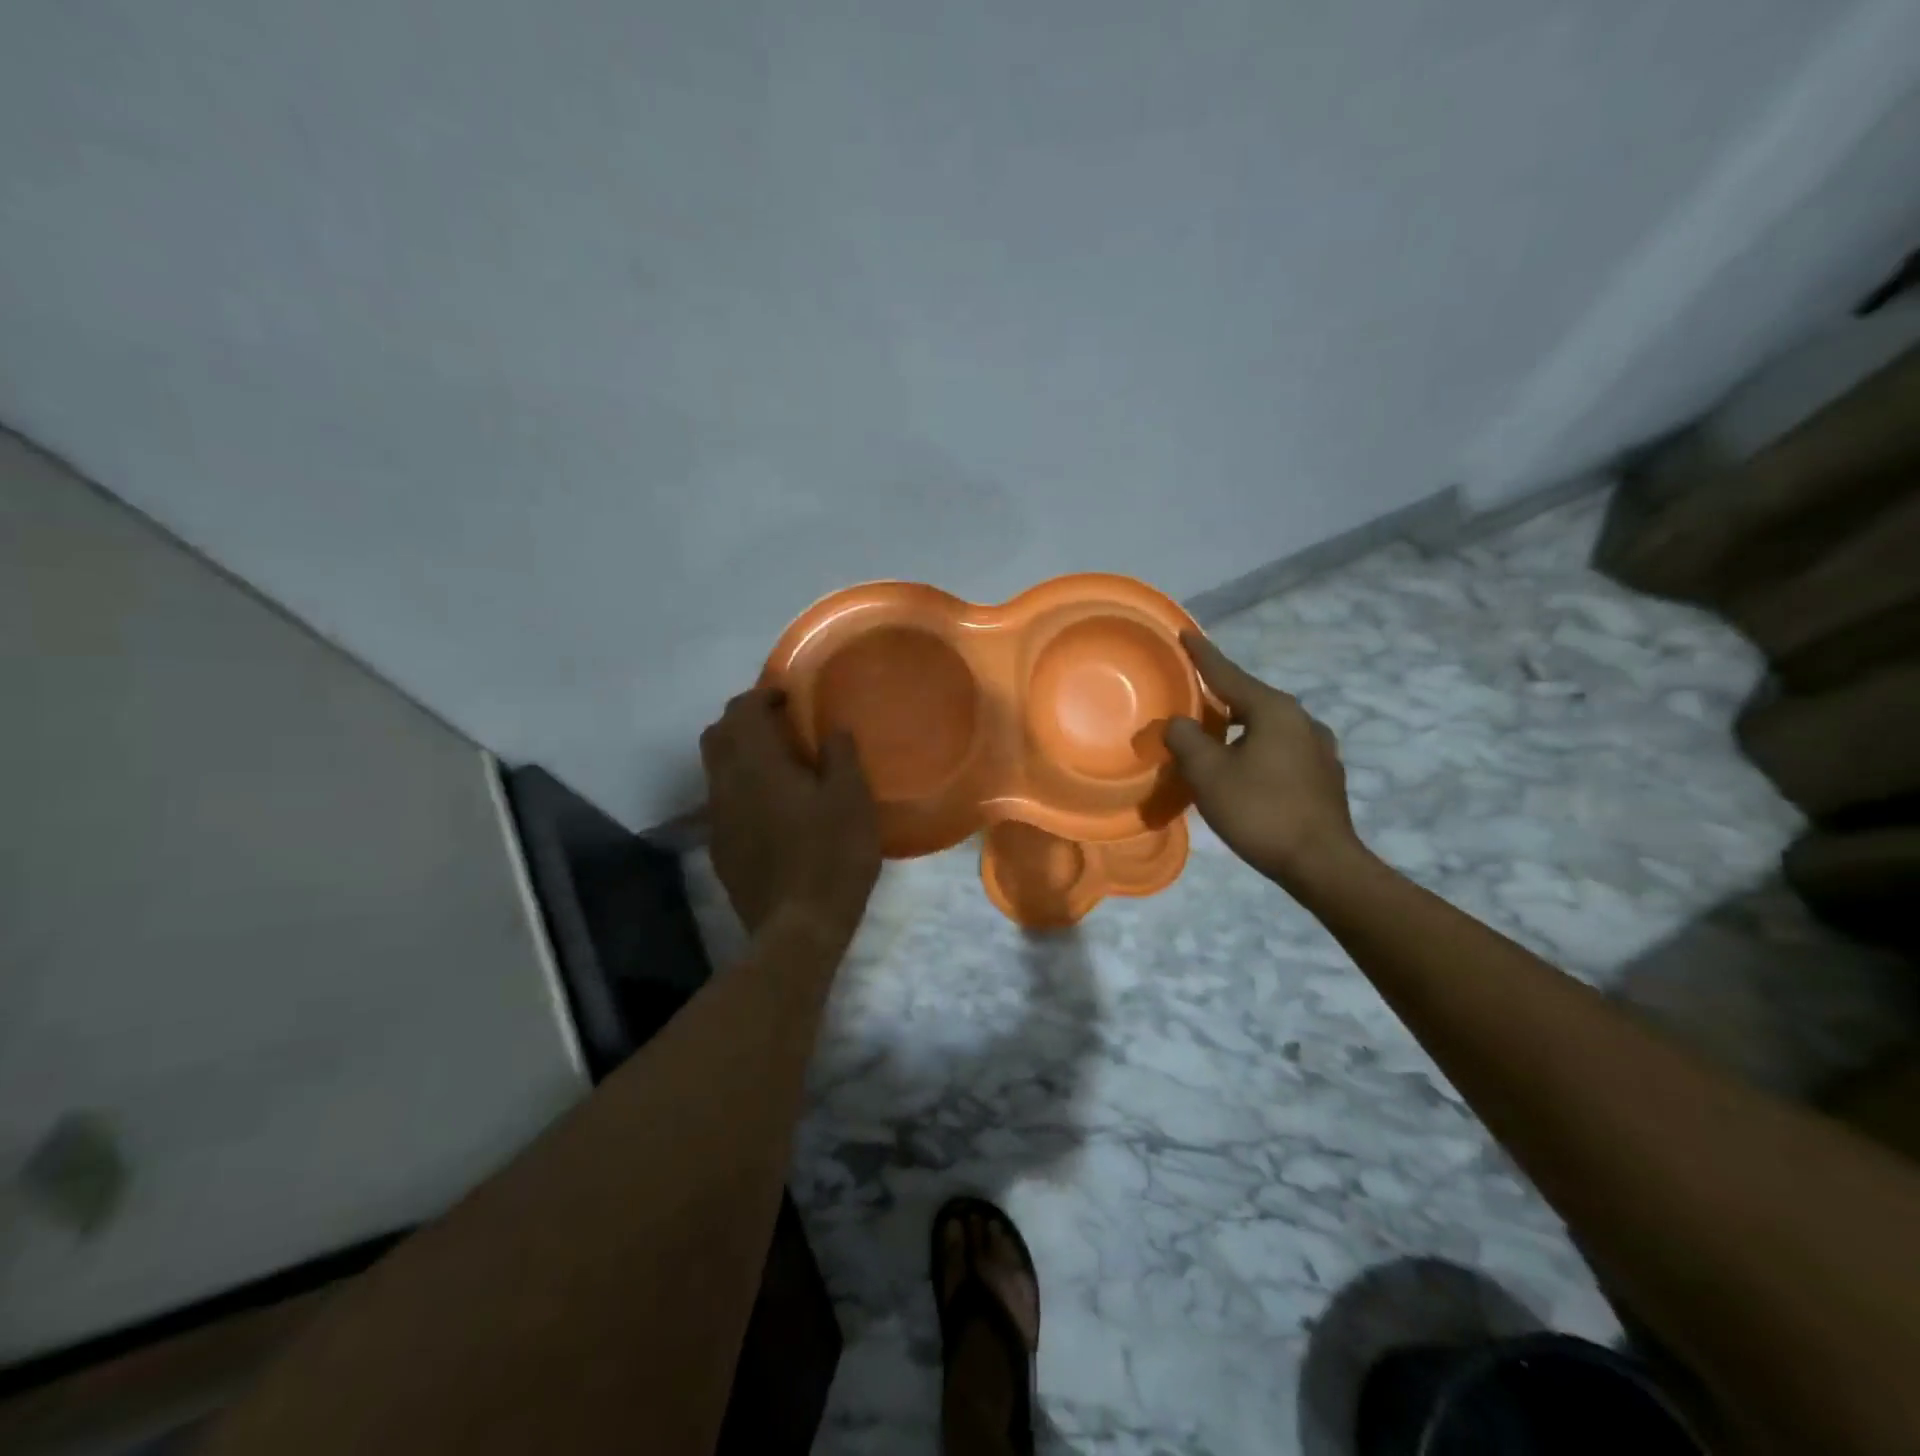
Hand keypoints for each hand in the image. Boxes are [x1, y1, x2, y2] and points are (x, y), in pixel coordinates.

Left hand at [699, 688, 881, 942]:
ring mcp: (718, 819)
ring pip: (716, 769)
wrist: (797, 927)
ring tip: (777, 764)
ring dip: (739, 754)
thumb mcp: (851, 800)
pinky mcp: (721, 848)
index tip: (789, 697)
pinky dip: (741, 788)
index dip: (762, 695)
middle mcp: (726, 785)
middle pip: (717, 735)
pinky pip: (723, 801)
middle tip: (779, 724)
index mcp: (756, 765)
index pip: (741, 711)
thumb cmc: (831, 856)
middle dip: (742, 720)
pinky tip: (771, 807)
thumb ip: (840, 756)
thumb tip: (833, 728)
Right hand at [1164, 632, 1364, 890]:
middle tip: (1194, 693)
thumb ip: (1186, 739)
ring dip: (1240, 724)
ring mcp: (1319, 748)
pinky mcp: (1325, 775)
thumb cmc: (1260, 811)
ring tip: (1217, 733)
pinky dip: (1258, 746)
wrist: (1321, 863)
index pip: (1228, 674)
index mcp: (1274, 710)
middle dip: (1221, 695)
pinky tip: (1248, 765)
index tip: (1186, 633)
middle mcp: (1302, 719)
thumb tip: (1177, 722)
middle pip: (1251, 698)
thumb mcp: (1208, 773)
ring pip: (1268, 724)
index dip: (1203, 655)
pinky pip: (1282, 747)